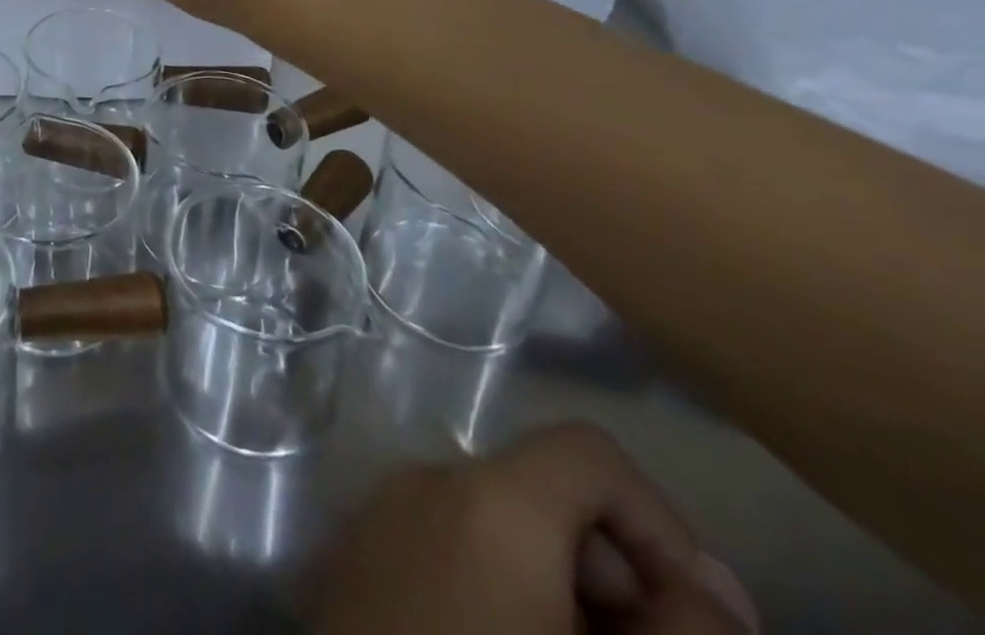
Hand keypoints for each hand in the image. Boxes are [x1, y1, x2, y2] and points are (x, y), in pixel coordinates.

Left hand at [315, 425, 757, 634]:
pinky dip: (493, 593)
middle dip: (612, 578)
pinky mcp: (356, 553)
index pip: (588, 453)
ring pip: (496, 528)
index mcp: (488, 496)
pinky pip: (445, 547)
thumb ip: (685, 634)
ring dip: (555, 594)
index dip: (661, 528)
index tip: (696, 624)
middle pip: (542, 494)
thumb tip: (714, 584)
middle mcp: (425, 480)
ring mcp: (381, 513)